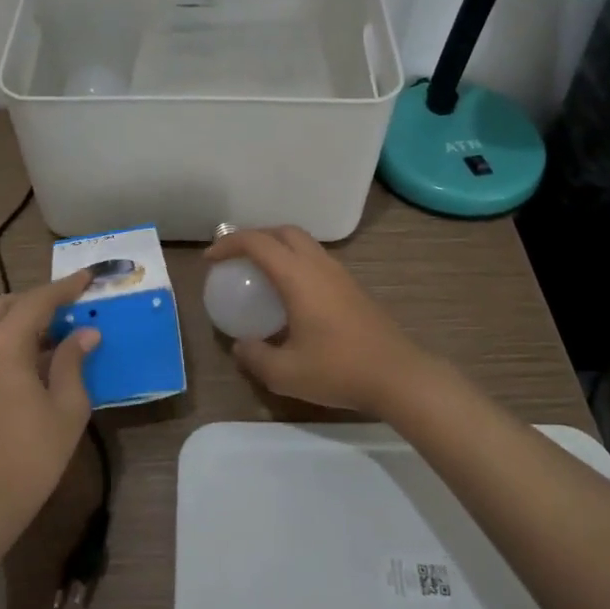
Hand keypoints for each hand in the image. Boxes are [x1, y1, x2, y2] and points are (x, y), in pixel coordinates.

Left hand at [0, 271, 98, 528]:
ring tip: (52, 334)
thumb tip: (85, 333)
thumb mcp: (66, 408)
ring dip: (18, 319)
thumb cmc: (30, 456)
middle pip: (4, 305)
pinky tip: (30, 361)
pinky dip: (4, 339)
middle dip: (35, 300)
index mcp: (2, 345)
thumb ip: (72, 362)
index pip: (37, 301)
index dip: (65, 288)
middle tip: (68, 308)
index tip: (88, 277)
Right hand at [204, 227, 438, 416]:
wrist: (398, 376)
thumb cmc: (339, 370)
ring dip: (278, 248)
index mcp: (299, 277)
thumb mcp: (286, 373)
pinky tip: (290, 295)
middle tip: (236, 258)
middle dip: (255, 237)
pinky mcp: (353, 288)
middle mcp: (319, 266)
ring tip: (260, 273)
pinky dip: (295, 263)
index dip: (229, 244)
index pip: (258, 243)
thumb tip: (241, 346)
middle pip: (284, 232)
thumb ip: (256, 357)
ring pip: (304, 244)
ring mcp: (340, 274)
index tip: (211, 259)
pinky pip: (317, 261)